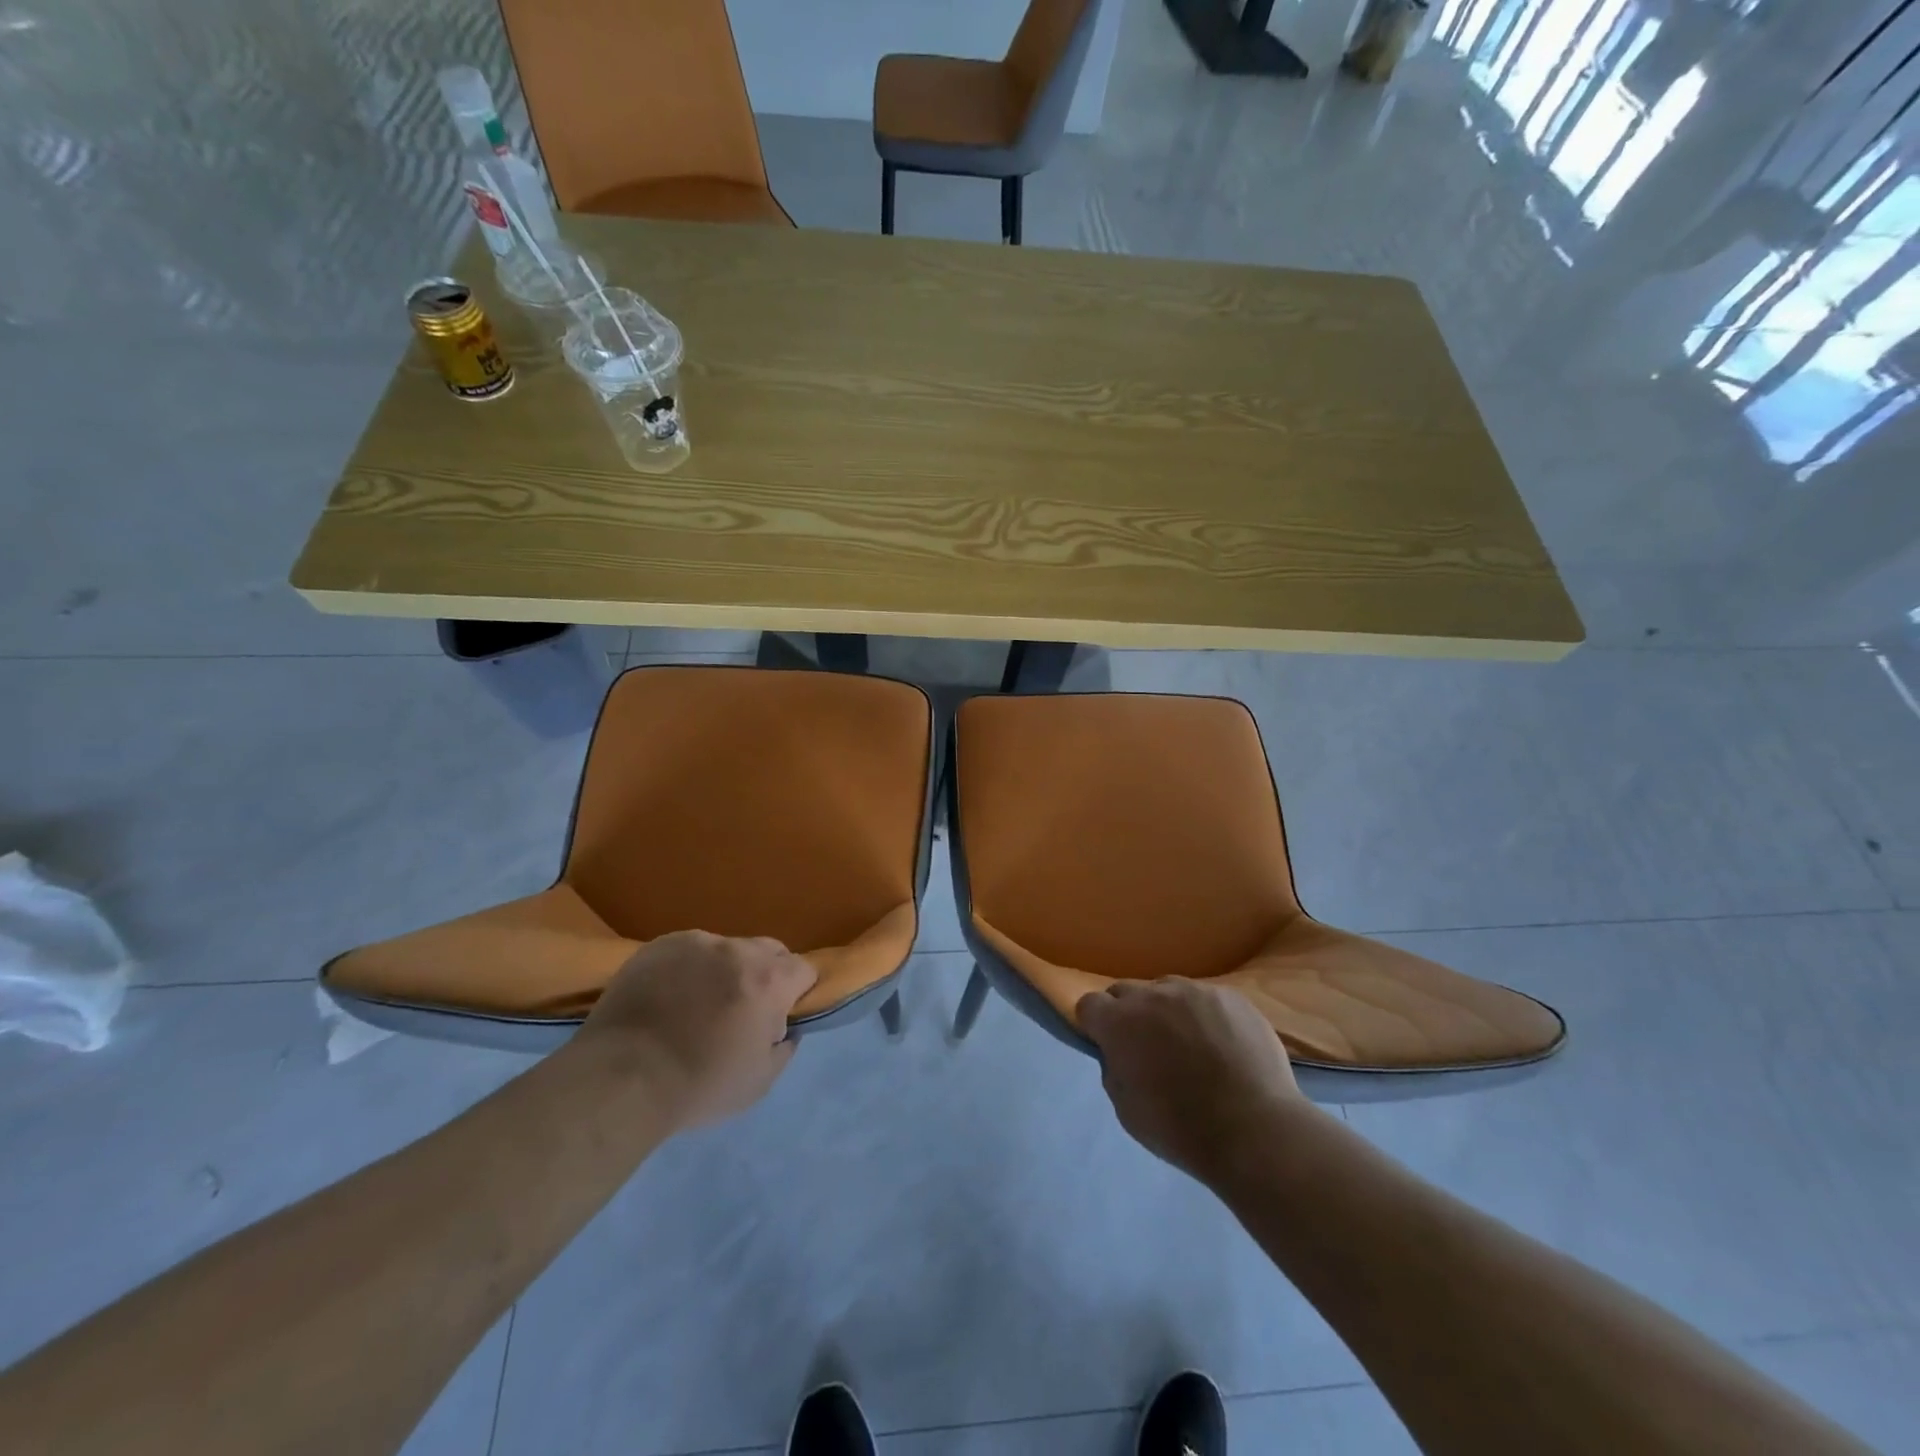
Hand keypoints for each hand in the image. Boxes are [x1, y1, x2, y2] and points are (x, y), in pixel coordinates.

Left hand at [576, 931, 816, 1129]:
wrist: (620, 1080)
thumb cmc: (698, 1085)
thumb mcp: (759, 1082)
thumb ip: (784, 1047)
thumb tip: (785, 1028)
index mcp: (769, 980)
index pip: (804, 969)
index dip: (797, 994)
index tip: (779, 1017)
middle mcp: (737, 950)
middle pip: (770, 950)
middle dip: (767, 974)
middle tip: (743, 1009)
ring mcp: (696, 943)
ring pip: (727, 949)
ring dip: (725, 969)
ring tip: (698, 1003)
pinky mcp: (659, 945)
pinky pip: (688, 950)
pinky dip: (689, 968)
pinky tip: (669, 997)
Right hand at [1078, 978, 1310, 1184]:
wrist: (1255, 1130)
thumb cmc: (1181, 1129)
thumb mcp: (1126, 1109)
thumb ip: (1114, 1069)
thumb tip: (1120, 1053)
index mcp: (1119, 1022)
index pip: (1089, 1004)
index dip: (1095, 1025)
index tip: (1108, 1045)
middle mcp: (1152, 995)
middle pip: (1126, 992)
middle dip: (1129, 1014)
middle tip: (1148, 1047)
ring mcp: (1194, 991)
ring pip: (1167, 990)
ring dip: (1167, 1011)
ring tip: (1191, 1044)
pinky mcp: (1230, 996)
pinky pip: (1205, 998)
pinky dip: (1205, 1016)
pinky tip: (1223, 1045)